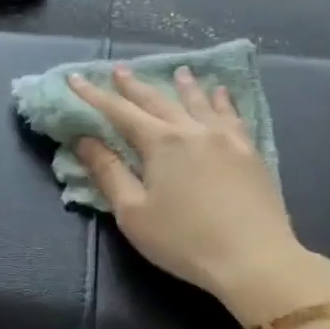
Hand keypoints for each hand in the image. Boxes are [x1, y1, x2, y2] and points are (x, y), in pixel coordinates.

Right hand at [70, 67, 329, 322]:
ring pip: (200, 102)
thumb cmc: (184, 241)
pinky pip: (232, 115)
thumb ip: (109, 173)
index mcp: (161, 143)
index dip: (94, 95)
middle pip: (158, 101)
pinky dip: (222, 100)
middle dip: (135, 86)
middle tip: (120, 70)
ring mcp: (226, 138)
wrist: (254, 259)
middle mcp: (193, 130)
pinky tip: (221, 94)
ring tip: (178, 71)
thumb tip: (85, 141)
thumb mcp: (134, 213)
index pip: (119, 112)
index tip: (76, 79)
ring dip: (184, 86)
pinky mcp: (249, 152)